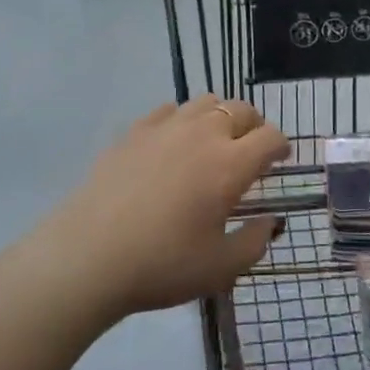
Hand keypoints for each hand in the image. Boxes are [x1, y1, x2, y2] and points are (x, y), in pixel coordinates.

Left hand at [53, 96, 289, 320]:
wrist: (87, 257)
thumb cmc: (162, 265)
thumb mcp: (221, 268)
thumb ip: (255, 242)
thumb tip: (269, 221)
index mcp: (230, 164)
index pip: (270, 137)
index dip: (281, 146)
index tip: (280, 161)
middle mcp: (203, 134)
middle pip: (241, 109)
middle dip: (254, 126)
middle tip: (251, 151)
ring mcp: (165, 128)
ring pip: (205, 102)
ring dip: (220, 117)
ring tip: (214, 142)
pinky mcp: (133, 132)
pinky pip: (168, 110)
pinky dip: (182, 120)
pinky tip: (174, 142)